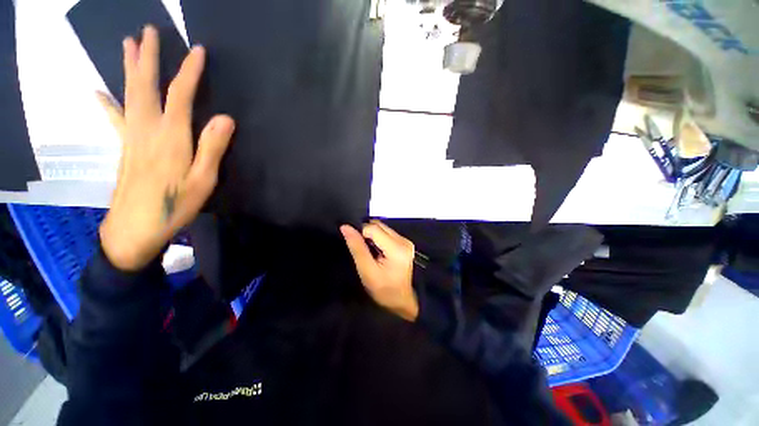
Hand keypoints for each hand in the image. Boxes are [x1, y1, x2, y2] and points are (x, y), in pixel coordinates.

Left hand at [97, 25, 234, 270]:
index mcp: (171, 137)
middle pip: (146, 86)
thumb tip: (226, 118)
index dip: (189, 72)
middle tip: (147, 31)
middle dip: (148, 57)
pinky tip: (98, 91)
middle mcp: (147, 129)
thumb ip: (212, 148)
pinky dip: (107, 103)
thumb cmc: (175, 205)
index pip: (181, 96)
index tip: (197, 50)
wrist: (135, 228)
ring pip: (128, 95)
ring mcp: (132, 137)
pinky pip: (115, 118)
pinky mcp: (125, 147)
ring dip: (129, 69)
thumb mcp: (203, 180)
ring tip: (128, 45)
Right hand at [340, 220, 418, 321]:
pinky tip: (377, 251)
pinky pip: (387, 233)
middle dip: (367, 233)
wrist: (401, 300)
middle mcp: (404, 240)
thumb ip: (356, 247)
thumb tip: (345, 227)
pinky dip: (379, 238)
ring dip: (373, 236)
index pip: (373, 228)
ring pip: (382, 227)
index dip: (361, 233)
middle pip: (379, 225)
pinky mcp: (405, 242)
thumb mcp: (366, 270)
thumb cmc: (383, 289)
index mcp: (396, 248)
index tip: (357, 246)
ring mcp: (406, 241)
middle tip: (363, 250)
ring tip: (370, 251)